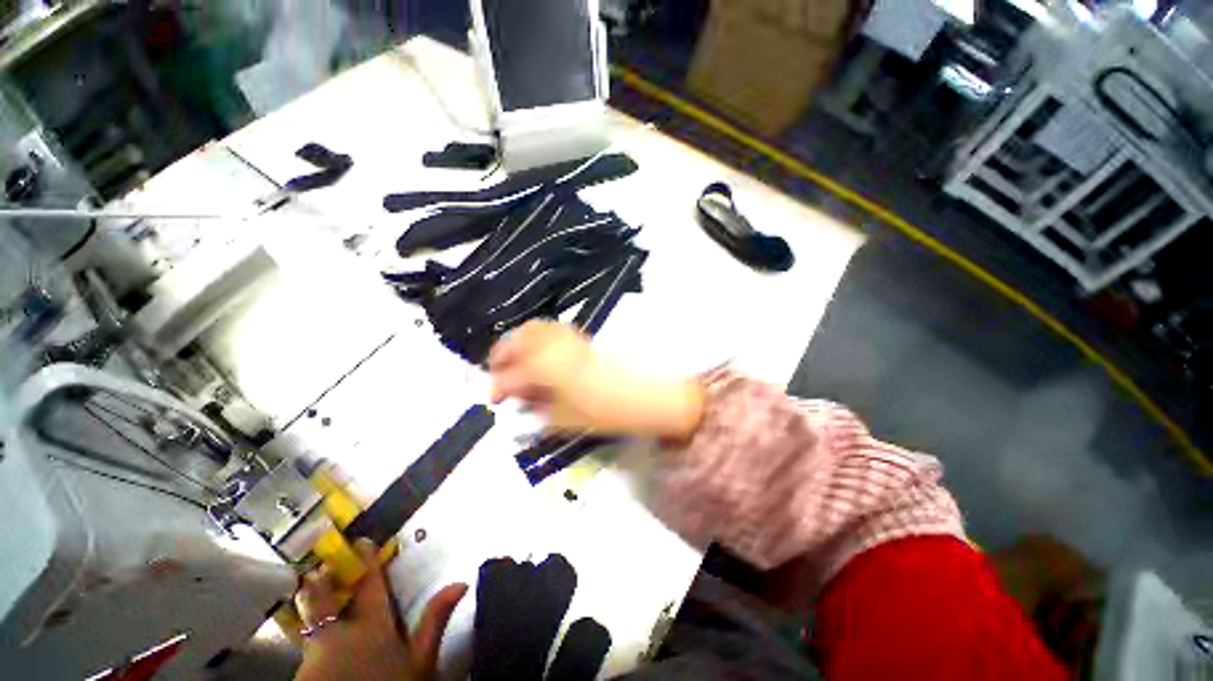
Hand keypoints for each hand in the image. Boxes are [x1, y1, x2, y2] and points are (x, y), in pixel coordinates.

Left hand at [294, 540, 467, 680]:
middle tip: (318, 567)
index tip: (362, 541)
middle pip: (325, 600)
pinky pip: (303, 644)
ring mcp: (316, 653)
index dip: (367, 561)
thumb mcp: (421, 659)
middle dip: (321, 582)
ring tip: (307, 593)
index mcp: (373, 624)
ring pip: (308, 622)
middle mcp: (340, 633)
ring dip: (309, 605)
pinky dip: (307, 632)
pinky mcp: (303, 670)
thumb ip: (435, 620)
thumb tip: (459, 583)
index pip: (371, 584)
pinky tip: (309, 632)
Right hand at [487, 321, 703, 441]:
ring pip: (531, 329)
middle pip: (514, 341)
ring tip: (516, 361)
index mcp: (545, 368)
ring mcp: (567, 337)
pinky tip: (539, 352)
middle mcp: (552, 345)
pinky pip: (550, 328)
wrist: (645, 393)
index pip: (510, 375)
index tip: (494, 401)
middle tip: (498, 375)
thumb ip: (537, 406)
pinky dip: (536, 336)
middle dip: (501, 357)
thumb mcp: (565, 418)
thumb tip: (521, 400)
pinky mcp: (580, 335)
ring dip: (517, 343)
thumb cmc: (605, 411)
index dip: (497, 388)